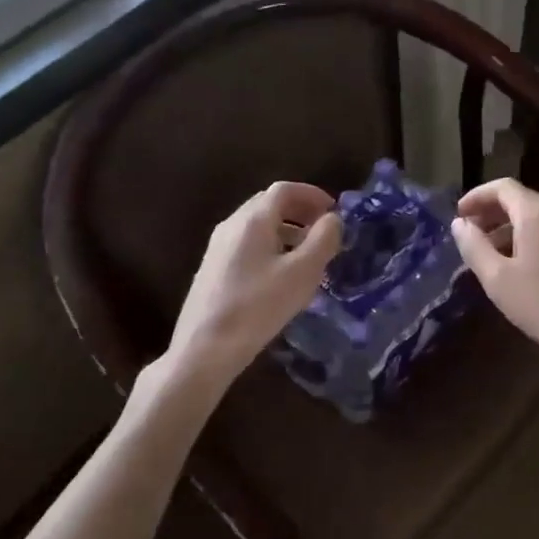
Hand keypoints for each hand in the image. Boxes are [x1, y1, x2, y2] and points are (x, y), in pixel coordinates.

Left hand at [165, 182, 343, 384]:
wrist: (204, 348)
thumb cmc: (258, 306)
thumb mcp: (302, 273)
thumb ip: (323, 240)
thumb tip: (332, 219)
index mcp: (253, 220)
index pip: (284, 190)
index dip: (311, 194)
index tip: (333, 210)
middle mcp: (232, 225)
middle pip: (268, 204)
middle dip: (299, 212)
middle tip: (323, 230)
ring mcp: (218, 248)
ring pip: (257, 226)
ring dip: (286, 231)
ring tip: (308, 255)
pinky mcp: (213, 270)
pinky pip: (247, 245)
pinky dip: (271, 247)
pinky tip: (281, 275)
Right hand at [452, 177, 538, 371]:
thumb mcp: (497, 278)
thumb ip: (474, 246)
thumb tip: (459, 224)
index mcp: (538, 214)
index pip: (503, 187)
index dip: (477, 196)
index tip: (459, 215)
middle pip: (521, 200)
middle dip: (492, 213)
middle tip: (471, 234)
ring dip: (510, 229)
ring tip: (491, 255)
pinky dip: (531, 240)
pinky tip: (522, 267)